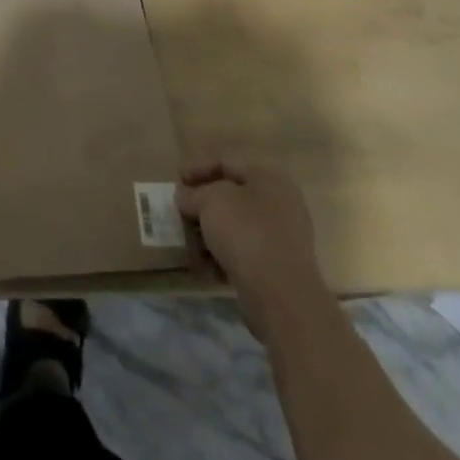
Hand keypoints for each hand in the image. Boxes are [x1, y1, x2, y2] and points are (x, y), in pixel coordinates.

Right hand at [176, 158, 320, 332]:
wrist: (281, 296)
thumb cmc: (245, 233)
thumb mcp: (210, 201)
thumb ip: (194, 194)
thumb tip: (186, 196)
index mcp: (268, 177)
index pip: (227, 163)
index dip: (198, 168)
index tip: (176, 182)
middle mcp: (280, 203)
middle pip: (232, 196)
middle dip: (203, 204)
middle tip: (181, 212)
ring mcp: (282, 237)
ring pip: (237, 226)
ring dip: (211, 232)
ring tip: (190, 243)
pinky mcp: (278, 268)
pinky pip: (245, 252)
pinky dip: (224, 255)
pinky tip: (206, 266)